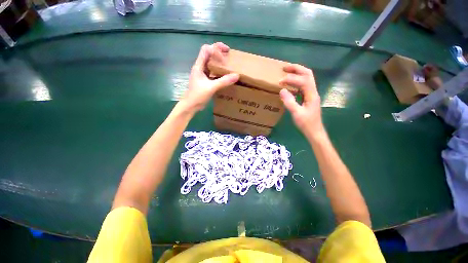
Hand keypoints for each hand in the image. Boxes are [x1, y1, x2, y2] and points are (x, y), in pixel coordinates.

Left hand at [181, 42, 238, 111]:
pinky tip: (225, 75)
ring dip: (219, 61)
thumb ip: (223, 81)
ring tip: (228, 64)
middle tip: (228, 54)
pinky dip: (218, 71)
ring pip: (210, 63)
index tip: (225, 56)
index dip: (215, 49)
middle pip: (208, 53)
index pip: (206, 49)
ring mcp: (202, 74)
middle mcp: (200, 67)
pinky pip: (212, 72)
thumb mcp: (211, 88)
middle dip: (218, 51)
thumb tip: (237, 75)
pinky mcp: (205, 80)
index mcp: (199, 66)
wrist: (191, 105)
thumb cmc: (198, 95)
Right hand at [279, 64, 323, 134]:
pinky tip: (290, 84)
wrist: (314, 131)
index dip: (291, 79)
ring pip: (306, 78)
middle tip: (284, 67)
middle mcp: (313, 92)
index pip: (303, 80)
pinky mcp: (308, 98)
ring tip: (287, 72)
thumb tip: (282, 90)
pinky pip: (303, 86)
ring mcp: (311, 94)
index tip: (280, 82)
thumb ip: (289, 102)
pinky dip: (296, 82)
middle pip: (308, 74)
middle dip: (296, 69)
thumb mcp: (297, 114)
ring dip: (297, 73)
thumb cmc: (306, 124)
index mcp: (311, 95)